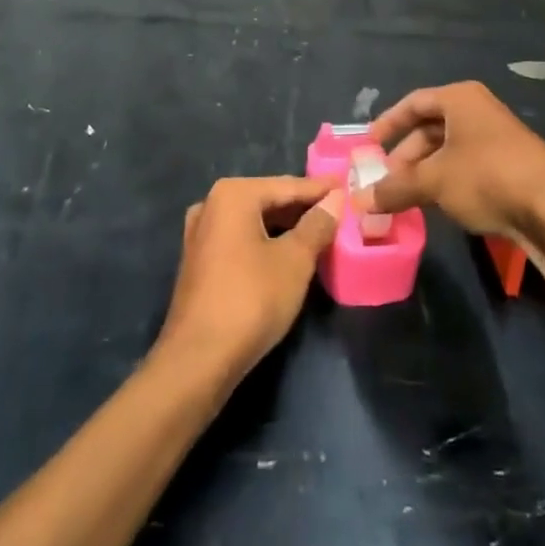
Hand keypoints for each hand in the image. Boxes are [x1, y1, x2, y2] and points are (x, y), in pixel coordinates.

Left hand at [156, 176, 341, 383]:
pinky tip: (286, 252)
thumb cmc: (251, 300)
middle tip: (336, 209)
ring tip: (318, 230)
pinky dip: (264, 240)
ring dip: (285, 226)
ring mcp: (200, 233)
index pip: (288, 186)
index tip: (346, 186)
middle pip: (268, 199)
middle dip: (302, 207)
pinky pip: (240, 238)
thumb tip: (333, 201)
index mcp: (233, 194)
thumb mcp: (294, 261)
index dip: (320, 189)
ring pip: (253, 220)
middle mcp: (211, 204)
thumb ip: (317, 225)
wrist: (198, 359)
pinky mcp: (198, 260)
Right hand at [365, 81, 544, 238]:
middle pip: (431, 127)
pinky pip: (467, 165)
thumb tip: (360, 201)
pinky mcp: (510, 164)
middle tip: (387, 180)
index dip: (388, 122)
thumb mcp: (434, 182)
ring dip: (425, 172)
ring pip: (449, 150)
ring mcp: (497, 137)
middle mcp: (478, 110)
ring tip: (407, 197)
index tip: (369, 145)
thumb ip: (395, 188)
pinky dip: (447, 180)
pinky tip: (437, 205)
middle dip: (406, 155)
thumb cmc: (486, 177)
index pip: (414, 103)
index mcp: (460, 99)